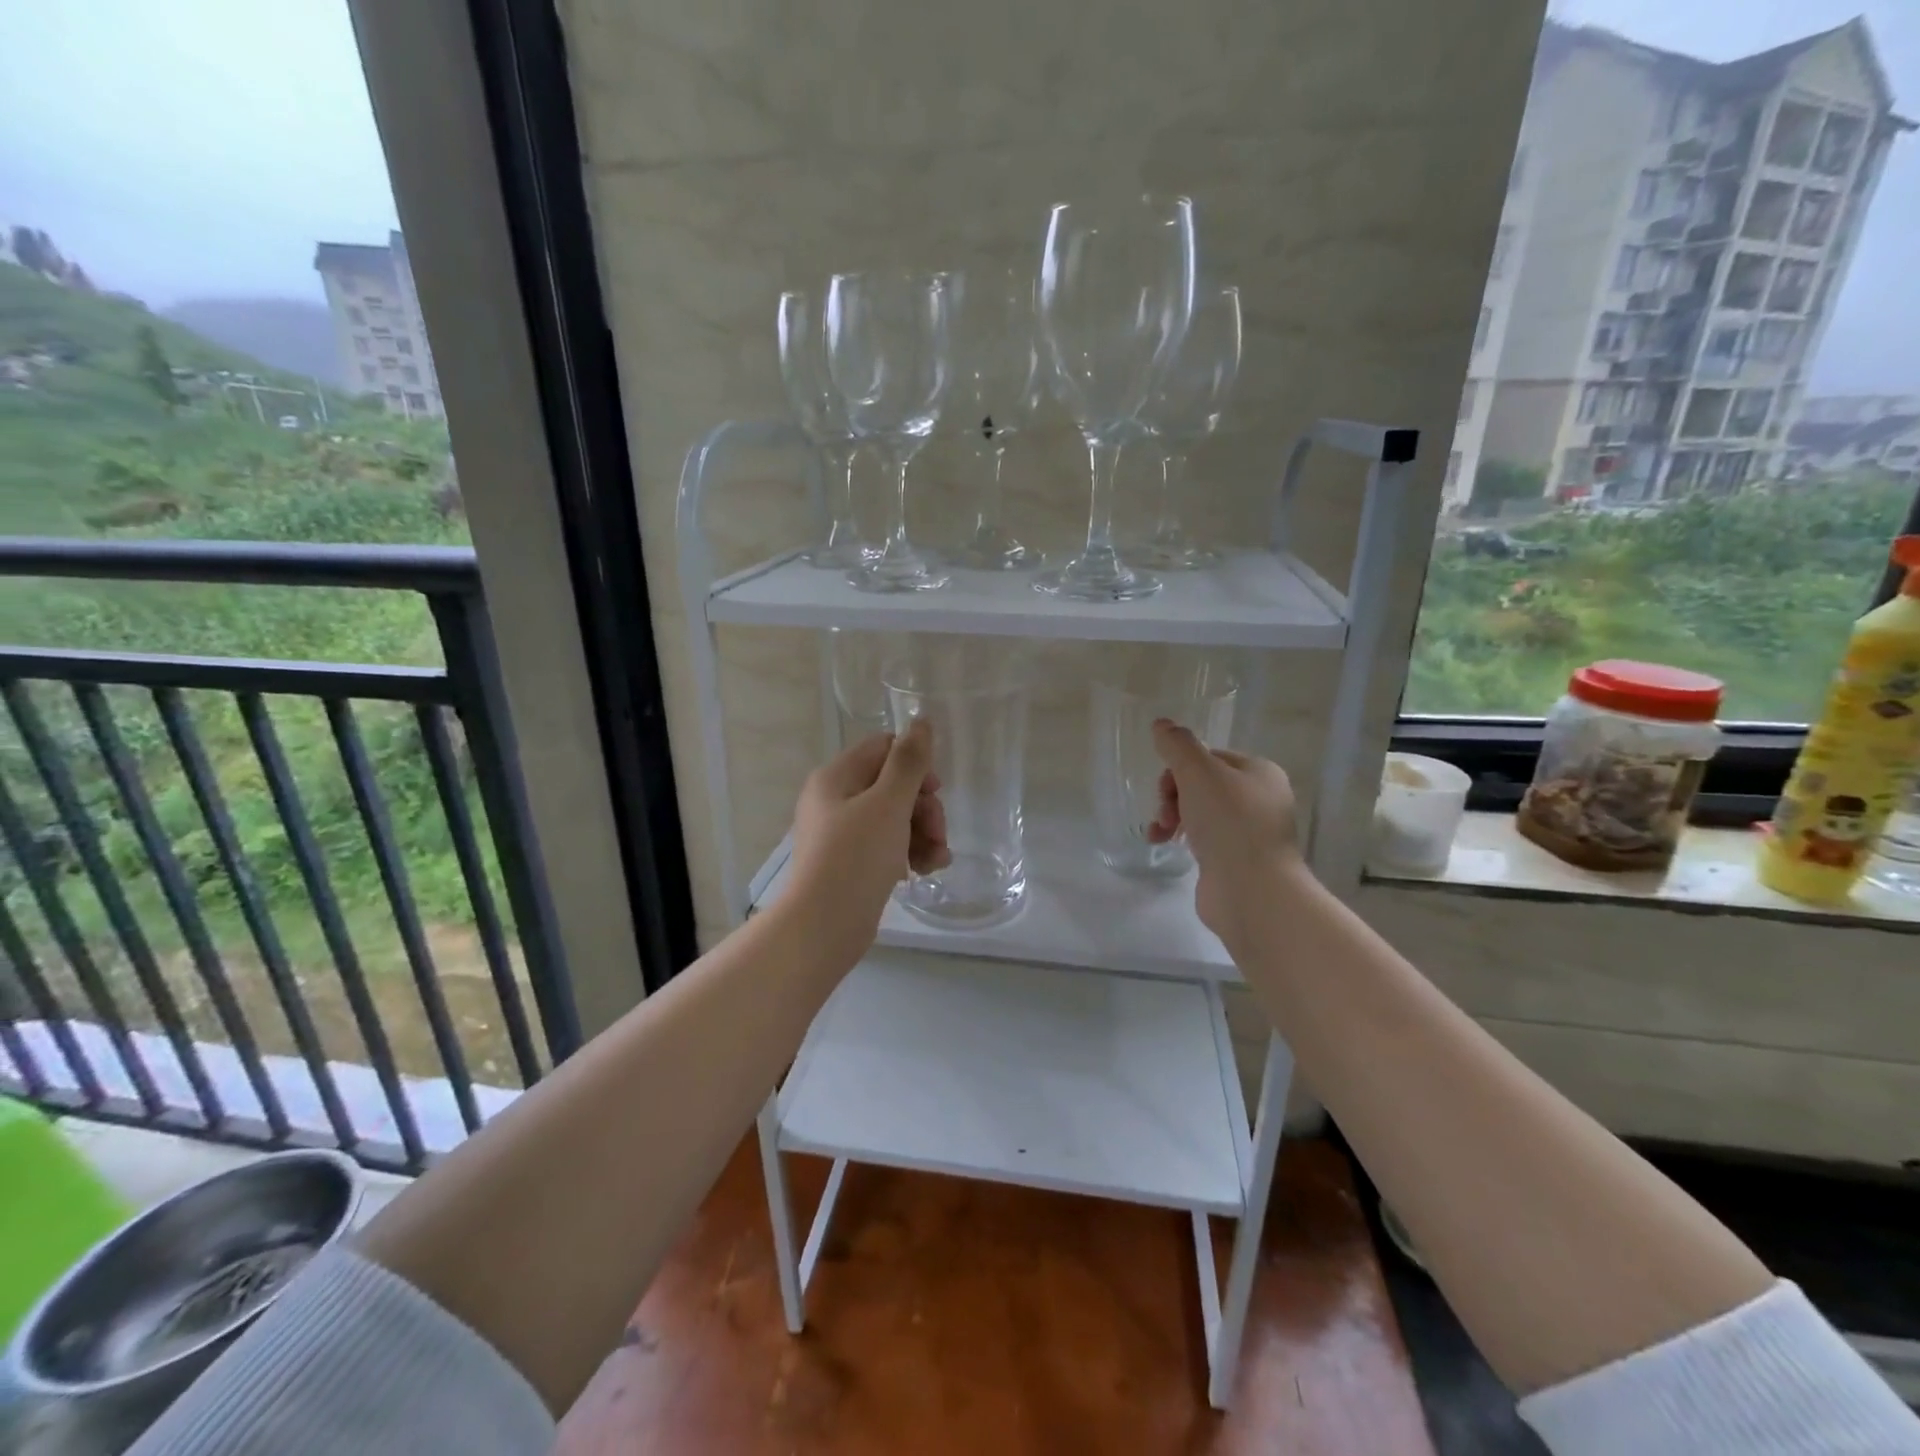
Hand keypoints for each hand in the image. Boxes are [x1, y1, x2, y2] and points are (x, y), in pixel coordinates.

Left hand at [785, 719, 948, 969]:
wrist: (823, 927)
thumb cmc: (856, 857)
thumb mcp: (889, 804)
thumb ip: (909, 762)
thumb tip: (921, 721)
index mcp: (836, 777)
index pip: (883, 749)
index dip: (915, 766)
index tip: (934, 791)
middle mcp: (835, 800)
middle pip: (893, 785)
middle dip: (924, 808)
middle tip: (938, 832)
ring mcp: (842, 834)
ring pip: (895, 818)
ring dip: (923, 833)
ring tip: (937, 858)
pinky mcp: (851, 863)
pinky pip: (887, 845)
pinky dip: (909, 852)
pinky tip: (926, 870)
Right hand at [1149, 719, 1305, 951]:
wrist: (1251, 891)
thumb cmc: (1229, 823)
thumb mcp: (1198, 772)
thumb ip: (1177, 745)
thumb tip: (1161, 724)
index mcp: (1259, 772)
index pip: (1209, 756)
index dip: (1179, 768)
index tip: (1165, 788)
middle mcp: (1259, 798)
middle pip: (1201, 783)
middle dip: (1173, 794)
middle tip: (1165, 814)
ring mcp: (1249, 831)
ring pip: (1199, 810)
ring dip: (1171, 816)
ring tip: (1160, 833)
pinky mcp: (1236, 859)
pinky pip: (1203, 838)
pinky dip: (1182, 838)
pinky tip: (1165, 845)